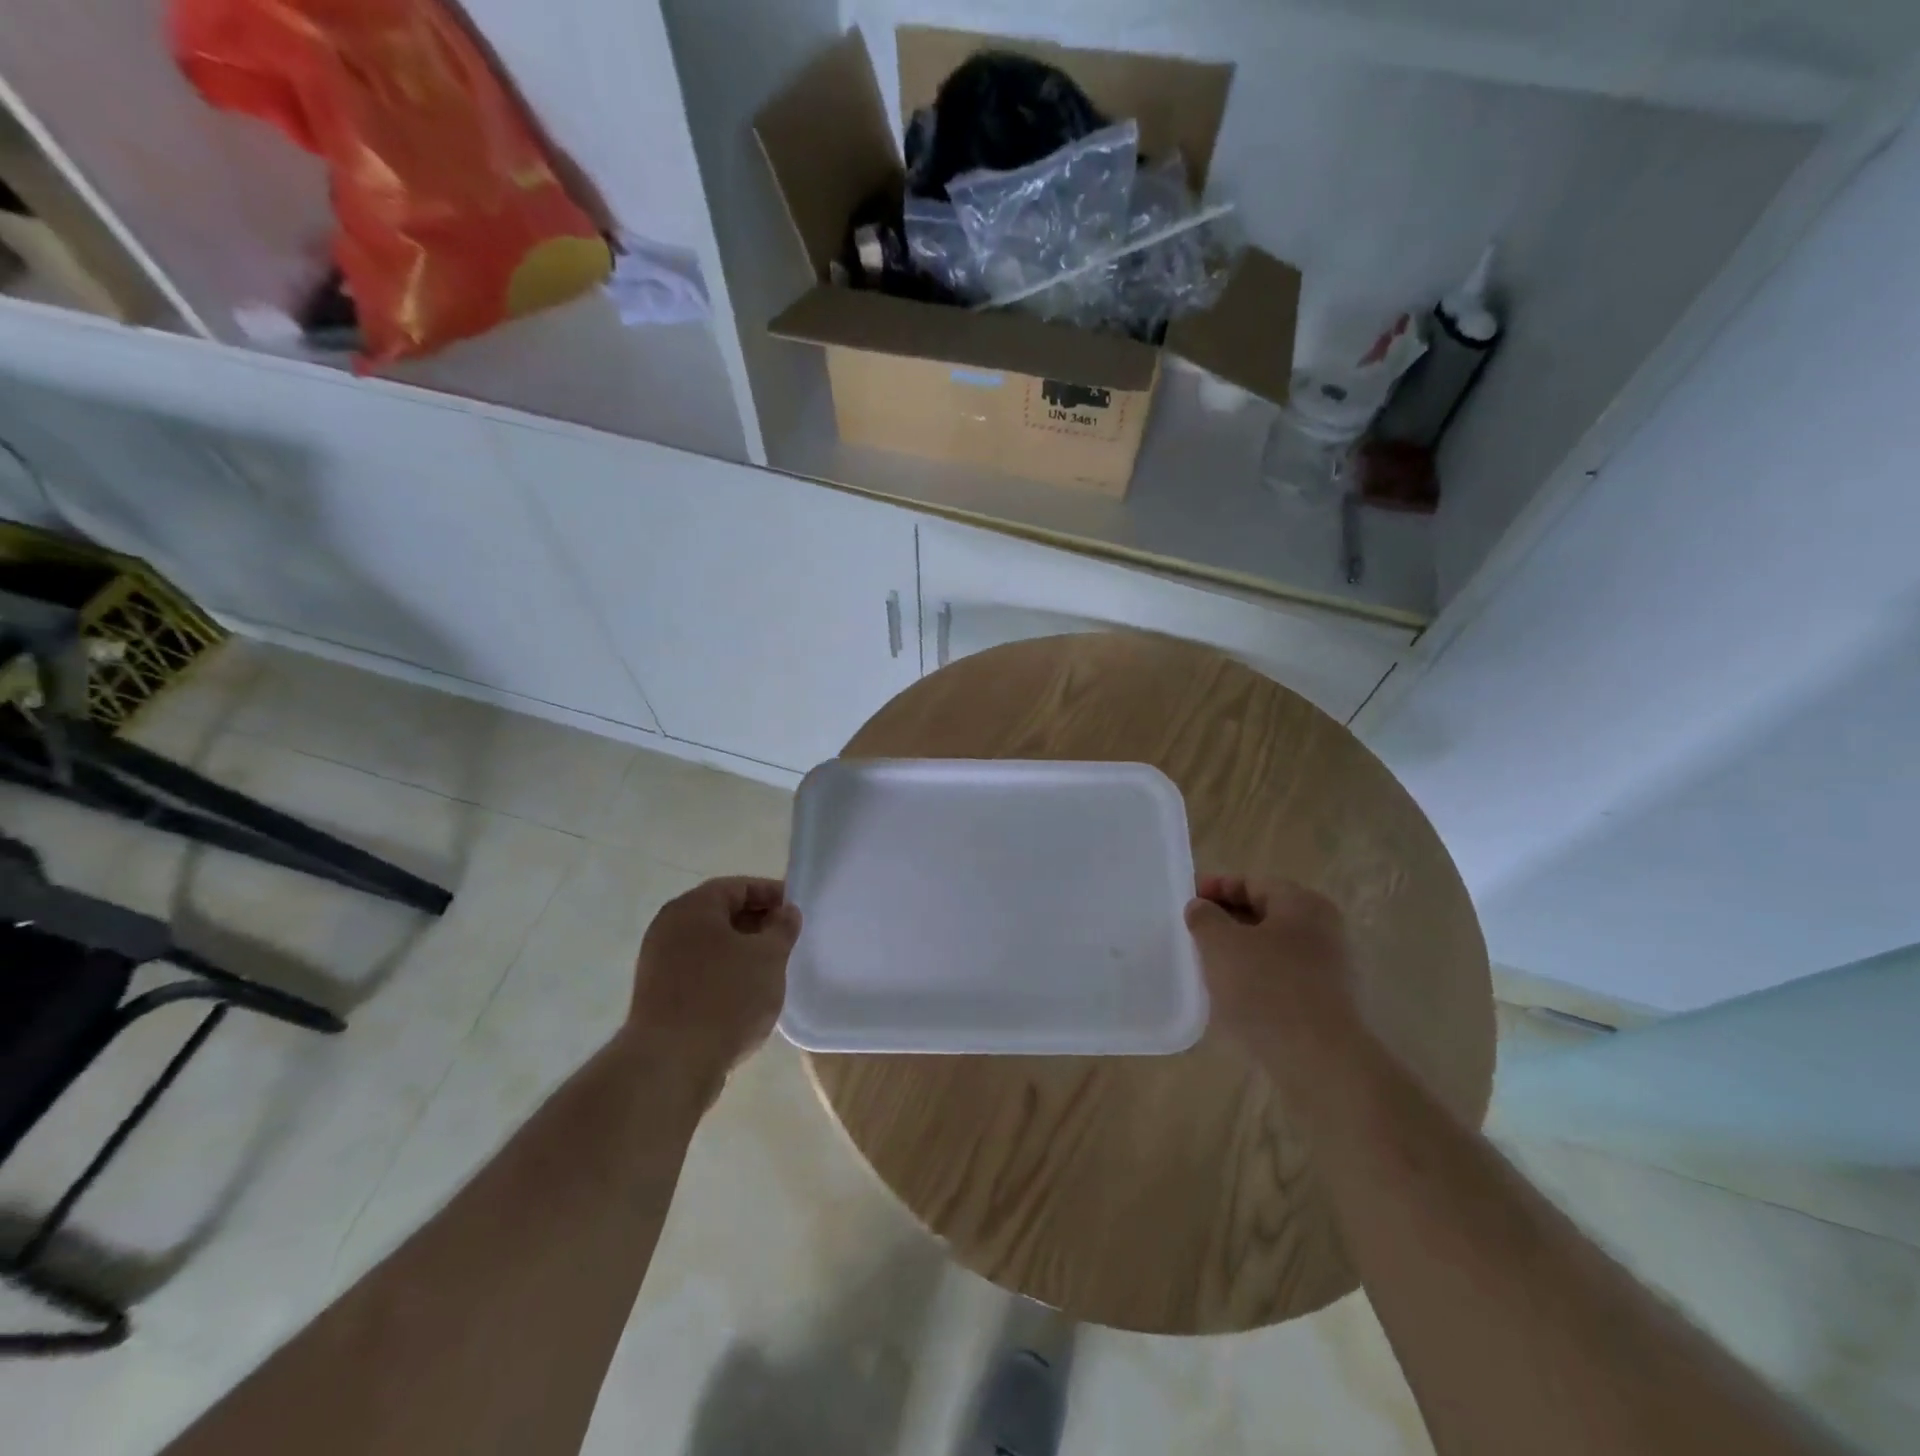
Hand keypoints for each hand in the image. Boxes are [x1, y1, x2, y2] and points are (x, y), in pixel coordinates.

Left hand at [626, 877, 799, 1083]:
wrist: (670, 1063)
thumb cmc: (725, 997)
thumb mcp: (768, 957)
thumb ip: (782, 928)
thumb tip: (786, 911)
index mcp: (693, 907)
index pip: (739, 886)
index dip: (772, 894)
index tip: (796, 912)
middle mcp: (669, 926)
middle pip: (721, 913)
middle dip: (757, 923)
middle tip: (787, 940)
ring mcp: (658, 961)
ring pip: (710, 944)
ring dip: (740, 951)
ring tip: (770, 969)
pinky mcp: (657, 993)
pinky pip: (698, 970)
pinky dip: (723, 973)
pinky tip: (745, 994)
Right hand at [1185, 876, 1359, 1059]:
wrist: (1320, 1062)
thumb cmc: (1267, 989)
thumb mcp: (1220, 944)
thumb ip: (1204, 917)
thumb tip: (1201, 908)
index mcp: (1302, 903)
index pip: (1251, 882)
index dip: (1214, 887)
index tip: (1185, 902)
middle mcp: (1322, 929)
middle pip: (1263, 913)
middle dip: (1225, 920)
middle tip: (1191, 933)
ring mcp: (1328, 968)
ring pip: (1271, 948)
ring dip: (1238, 952)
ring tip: (1205, 965)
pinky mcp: (1325, 1003)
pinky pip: (1280, 977)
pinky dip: (1254, 979)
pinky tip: (1231, 996)